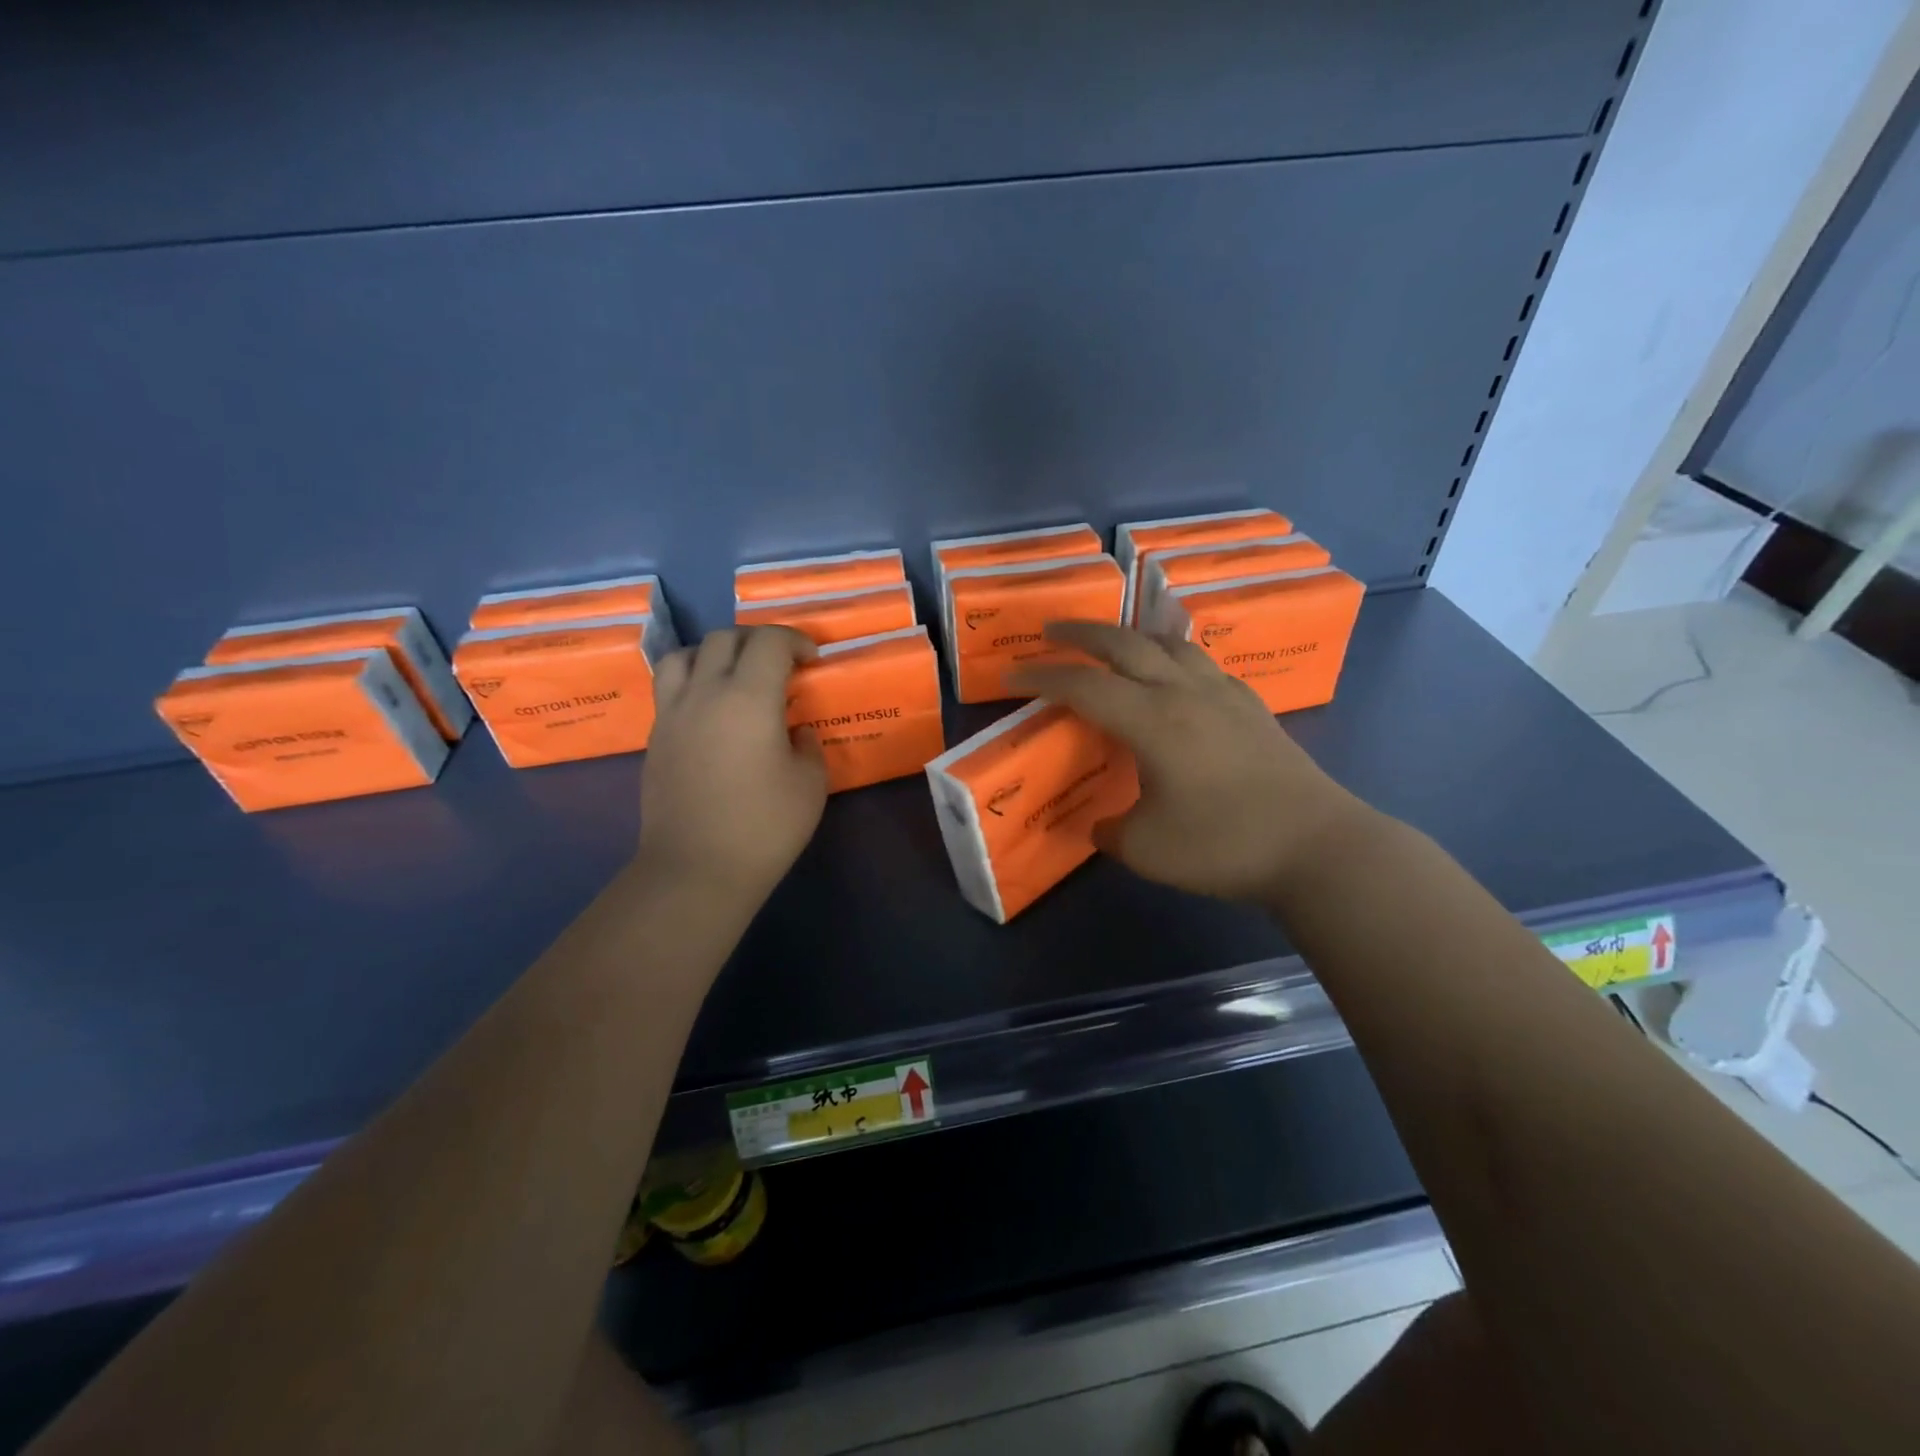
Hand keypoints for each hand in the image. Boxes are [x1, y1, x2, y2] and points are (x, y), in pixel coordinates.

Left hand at [638, 626, 827, 904]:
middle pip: (724, 638)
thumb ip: (808, 746)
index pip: (769, 642)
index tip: (811, 661)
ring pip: (685, 655)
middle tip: (779, 664)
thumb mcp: (810, 785)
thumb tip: (796, 732)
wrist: (696, 869)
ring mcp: (672, 713)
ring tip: (734, 675)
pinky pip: (670, 687)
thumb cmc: (764, 827)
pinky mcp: (655, 737)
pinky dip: (693, 681)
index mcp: (749, 698)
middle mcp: (704, 693)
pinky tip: (711, 710)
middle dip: (757, 640)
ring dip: (714, 653)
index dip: (795, 640)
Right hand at [1011, 622, 1367, 902]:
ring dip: (1132, 636)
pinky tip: (1176, 675)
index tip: (1010, 673)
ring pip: (1170, 645)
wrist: (1318, 847)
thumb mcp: (1147, 849)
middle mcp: (1185, 694)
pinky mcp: (1253, 708)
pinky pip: (1203, 664)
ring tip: (1113, 643)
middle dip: (1082, 634)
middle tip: (1053, 632)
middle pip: (1126, 644)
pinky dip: (1174, 657)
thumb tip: (1101, 824)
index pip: (1083, 686)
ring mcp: (1224, 696)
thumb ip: (1111, 831)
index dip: (1041, 676)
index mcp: (1151, 721)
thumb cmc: (1225, 845)